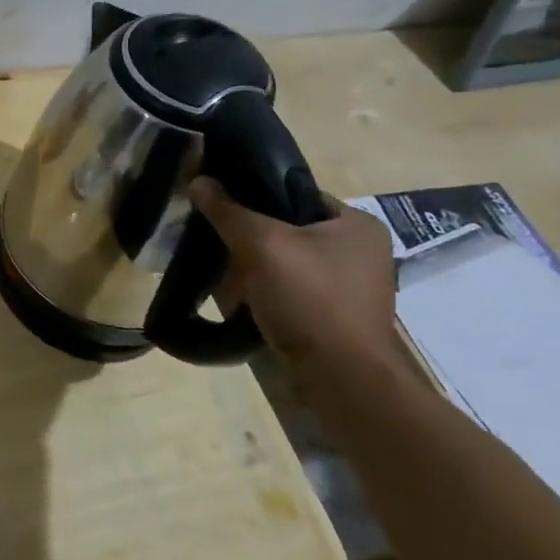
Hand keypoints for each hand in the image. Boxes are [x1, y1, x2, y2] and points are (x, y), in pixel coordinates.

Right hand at [188, 177, 403, 376]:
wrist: (341, 378)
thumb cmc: (309, 298)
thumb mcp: (260, 244)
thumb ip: (228, 210)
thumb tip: (198, 181)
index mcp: (358, 224)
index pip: (295, 193)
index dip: (255, 195)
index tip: (220, 206)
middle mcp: (361, 252)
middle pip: (287, 228)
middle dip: (249, 238)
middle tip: (219, 243)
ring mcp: (350, 287)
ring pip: (285, 261)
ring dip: (253, 267)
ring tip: (224, 274)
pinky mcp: (335, 316)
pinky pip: (290, 290)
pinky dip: (265, 292)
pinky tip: (241, 300)